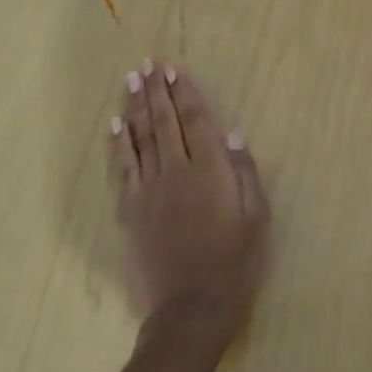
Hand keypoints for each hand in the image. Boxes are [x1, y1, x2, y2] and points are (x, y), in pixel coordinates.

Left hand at [112, 58, 270, 344]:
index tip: (174, 69)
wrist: (191, 309)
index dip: (184, 92)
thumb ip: (244, 174)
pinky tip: (116, 124)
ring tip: (131, 80)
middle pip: (164, 121)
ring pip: (140, 137)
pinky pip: (122, 168)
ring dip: (136, 106)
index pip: (194, 121)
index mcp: (210, 170)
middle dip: (157, 89)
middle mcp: (176, 171)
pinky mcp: (131, 209)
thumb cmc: (234, 263)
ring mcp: (149, 189)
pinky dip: (118, 143)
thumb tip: (233, 135)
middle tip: (148, 62)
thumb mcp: (255, 218)